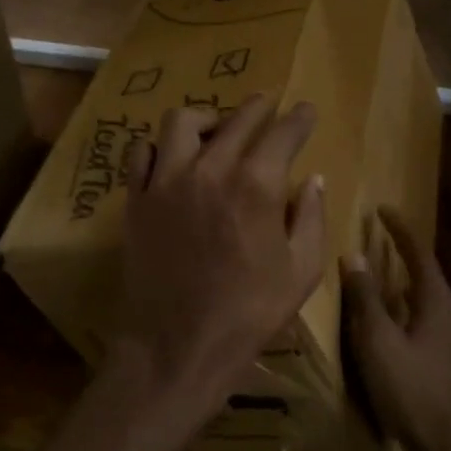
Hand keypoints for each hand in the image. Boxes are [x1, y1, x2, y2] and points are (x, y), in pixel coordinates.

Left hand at [114, 95, 325, 426]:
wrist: (178, 345)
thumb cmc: (249, 313)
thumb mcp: (301, 271)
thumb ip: (310, 217)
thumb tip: (313, 179)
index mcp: (256, 185)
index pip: (283, 133)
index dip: (299, 118)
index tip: (306, 110)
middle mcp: (210, 169)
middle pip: (237, 118)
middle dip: (260, 106)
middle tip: (269, 105)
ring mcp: (166, 181)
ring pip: (182, 122)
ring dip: (207, 118)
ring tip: (217, 130)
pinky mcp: (137, 199)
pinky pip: (142, 152)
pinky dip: (161, 147)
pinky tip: (173, 159)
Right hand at [343, 209, 450, 450]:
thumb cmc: (411, 390)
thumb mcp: (379, 342)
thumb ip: (366, 299)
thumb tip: (355, 257)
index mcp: (438, 305)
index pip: (419, 255)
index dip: (400, 230)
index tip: (382, 209)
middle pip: (426, 275)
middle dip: (402, 255)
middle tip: (376, 240)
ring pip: (425, 300)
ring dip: (402, 283)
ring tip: (377, 275)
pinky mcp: (448, 363)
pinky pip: (424, 320)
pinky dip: (404, 309)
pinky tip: (388, 322)